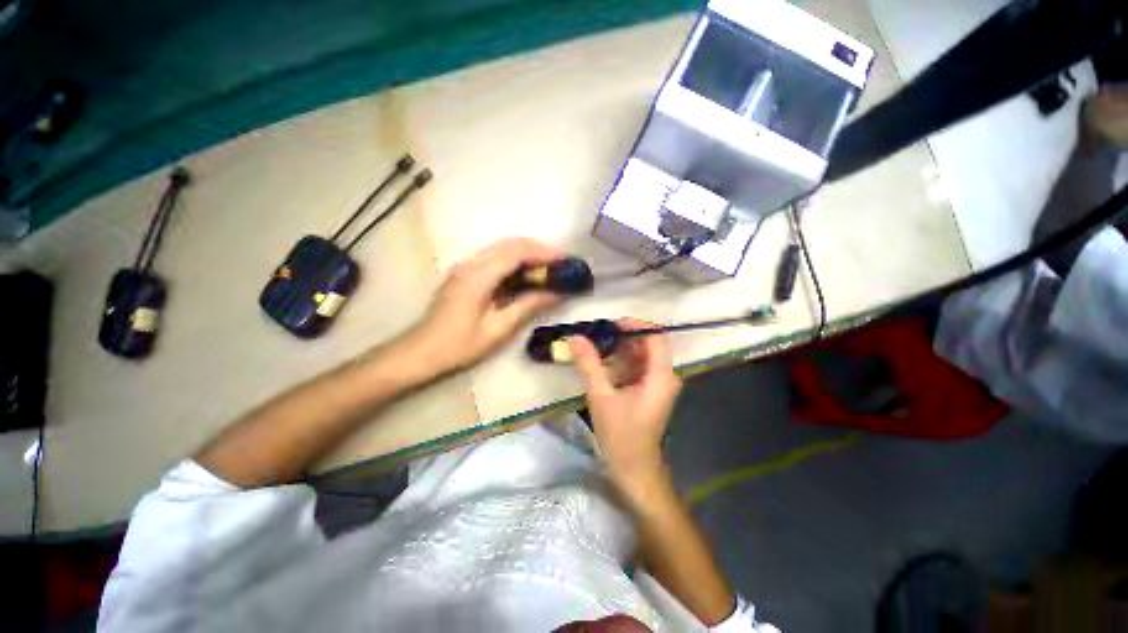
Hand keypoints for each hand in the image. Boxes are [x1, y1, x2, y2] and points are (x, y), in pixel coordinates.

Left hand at [407, 238, 562, 373]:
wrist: (422, 351)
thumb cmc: (460, 345)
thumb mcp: (498, 329)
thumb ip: (528, 306)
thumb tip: (557, 293)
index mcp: (478, 276)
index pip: (516, 252)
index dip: (543, 252)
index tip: (566, 261)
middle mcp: (471, 263)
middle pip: (510, 244)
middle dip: (539, 250)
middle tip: (561, 265)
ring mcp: (466, 266)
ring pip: (503, 248)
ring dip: (528, 254)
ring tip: (549, 269)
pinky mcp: (466, 273)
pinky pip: (495, 258)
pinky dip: (515, 261)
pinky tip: (527, 275)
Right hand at [569, 319, 681, 486]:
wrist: (633, 468)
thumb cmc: (620, 435)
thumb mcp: (601, 396)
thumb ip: (589, 364)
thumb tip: (575, 337)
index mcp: (661, 375)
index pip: (656, 336)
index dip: (635, 325)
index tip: (610, 324)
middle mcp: (665, 375)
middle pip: (648, 343)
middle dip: (623, 336)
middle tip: (597, 334)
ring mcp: (659, 383)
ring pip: (642, 353)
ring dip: (620, 347)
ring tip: (596, 346)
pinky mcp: (650, 389)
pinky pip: (638, 365)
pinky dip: (622, 359)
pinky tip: (603, 362)